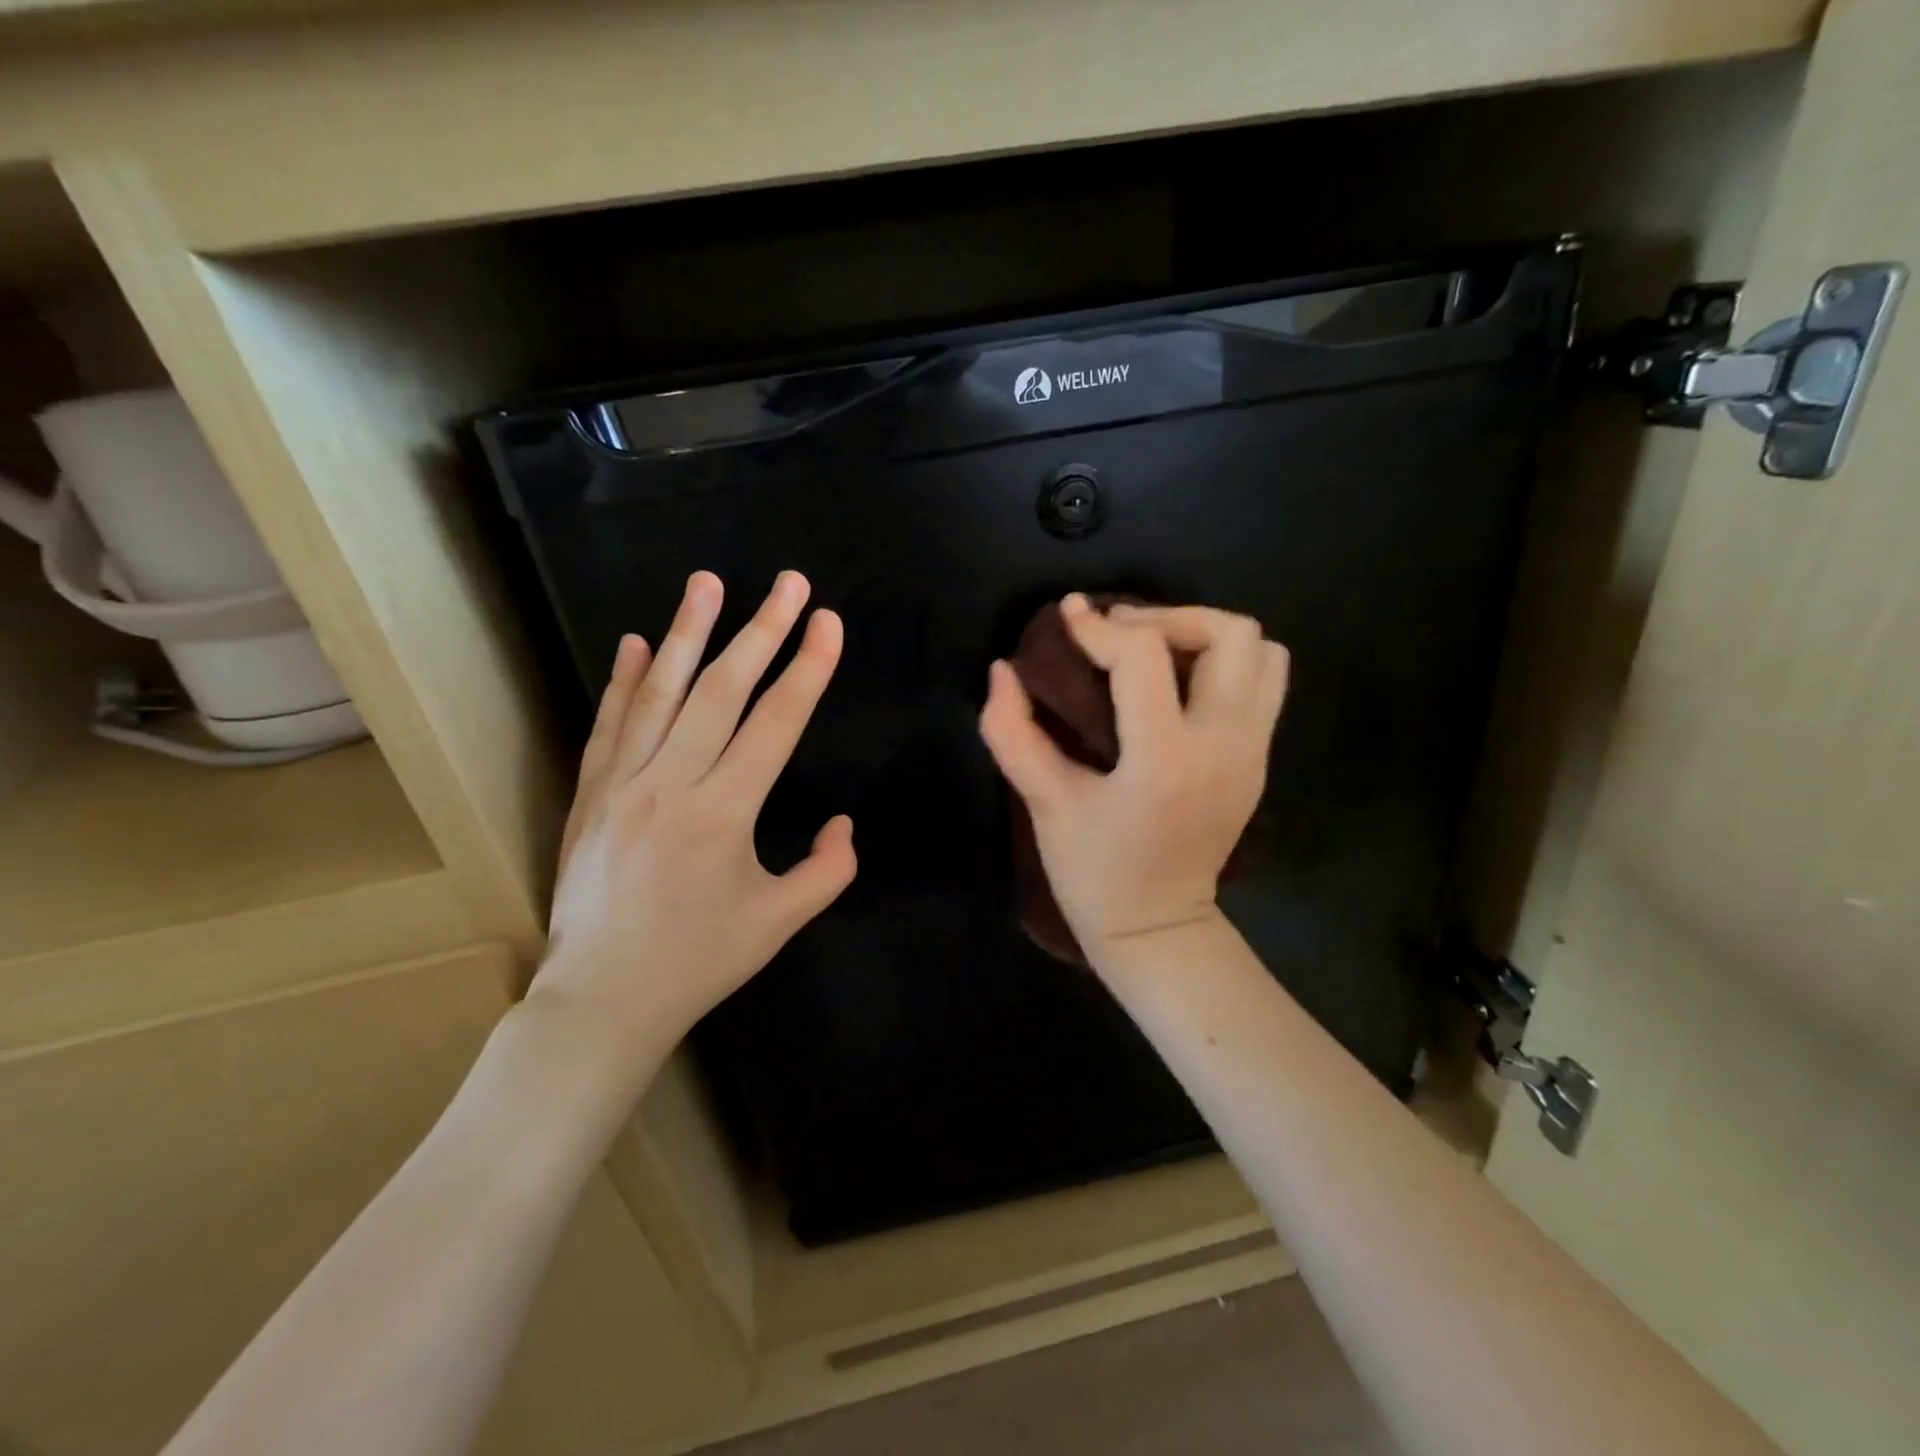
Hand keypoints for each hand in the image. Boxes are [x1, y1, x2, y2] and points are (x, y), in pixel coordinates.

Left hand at [531, 570, 856, 1051]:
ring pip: (658, 693)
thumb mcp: (779, 922)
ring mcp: (621, 783)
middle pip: (721, 690)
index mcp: (724, 813)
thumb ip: (827, 870)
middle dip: (761, 630)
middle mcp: (671, 783)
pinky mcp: (589, 793)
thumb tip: (844, 825)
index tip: (827, 622)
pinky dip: (623, 680)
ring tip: (707, 583)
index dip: (808, 668)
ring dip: (686, 632)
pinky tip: (634, 642)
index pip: (776, 722)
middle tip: (788, 582)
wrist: (602, 999)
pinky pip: (609, 724)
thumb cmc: (699, 960)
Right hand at [979, 595, 1286, 962]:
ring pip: (1262, 651)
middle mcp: (1224, 746)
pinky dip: (1226, 663)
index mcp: (1164, 760)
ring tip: (1155, 652)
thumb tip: (1002, 669)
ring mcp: (1253, 752)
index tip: (1068, 615)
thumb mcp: (1045, 803)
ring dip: (1205, 635)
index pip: (1143, 658)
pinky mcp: (1261, 760)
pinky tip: (1179, 684)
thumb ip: (1013, 732)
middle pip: (1229, 634)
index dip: (1098, 626)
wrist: (1158, 929)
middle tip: (1121, 633)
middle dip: (1169, 617)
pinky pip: (1265, 682)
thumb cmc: (1094, 873)